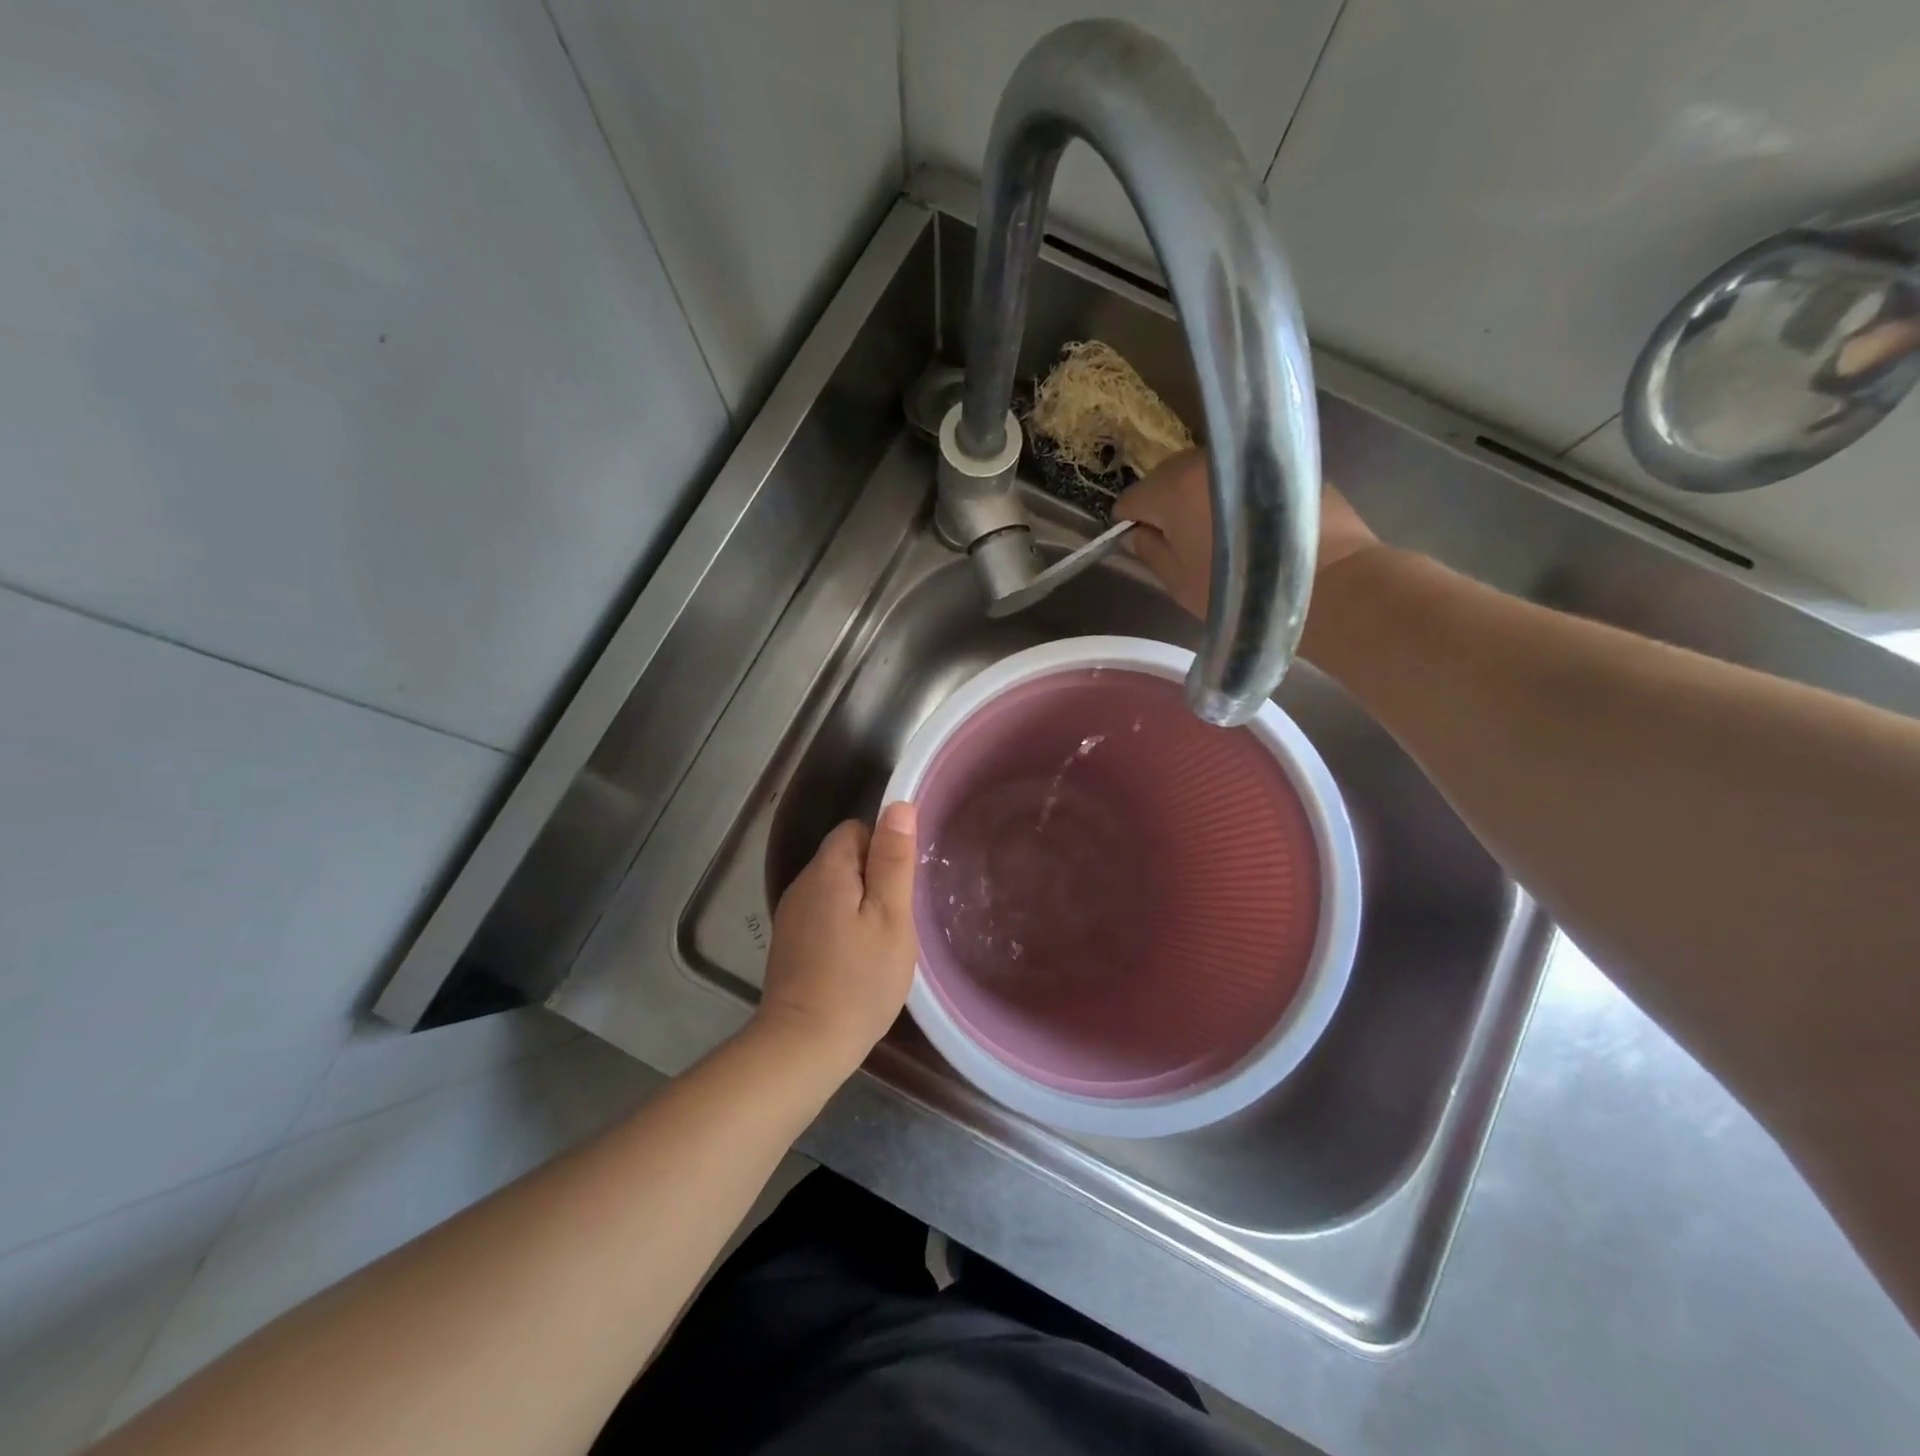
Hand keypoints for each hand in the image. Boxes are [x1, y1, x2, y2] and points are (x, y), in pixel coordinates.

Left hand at [756, 801, 919, 1072]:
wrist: (804, 1045)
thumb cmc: (859, 979)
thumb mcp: (891, 916)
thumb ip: (893, 859)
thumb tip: (898, 805)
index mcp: (827, 871)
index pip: (856, 829)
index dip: (884, 847)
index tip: (902, 883)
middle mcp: (802, 885)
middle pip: (843, 858)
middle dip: (874, 877)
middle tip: (898, 917)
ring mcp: (791, 916)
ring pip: (834, 889)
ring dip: (860, 904)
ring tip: (882, 941)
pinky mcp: (789, 944)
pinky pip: (823, 915)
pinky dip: (843, 926)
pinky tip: (857, 959)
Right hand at [1115, 449, 1380, 620]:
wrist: (1330, 583)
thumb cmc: (1241, 591)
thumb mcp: (1180, 583)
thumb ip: (1150, 552)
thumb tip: (1135, 535)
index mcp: (1172, 490)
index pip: (1131, 499)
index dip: (1129, 524)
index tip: (1140, 545)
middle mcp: (1206, 462)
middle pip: (1167, 479)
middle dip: (1166, 506)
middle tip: (1179, 542)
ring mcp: (1248, 458)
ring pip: (1206, 475)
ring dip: (1202, 498)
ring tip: (1216, 533)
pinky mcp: (1285, 464)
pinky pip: (1243, 477)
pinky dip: (1237, 495)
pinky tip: (1252, 526)